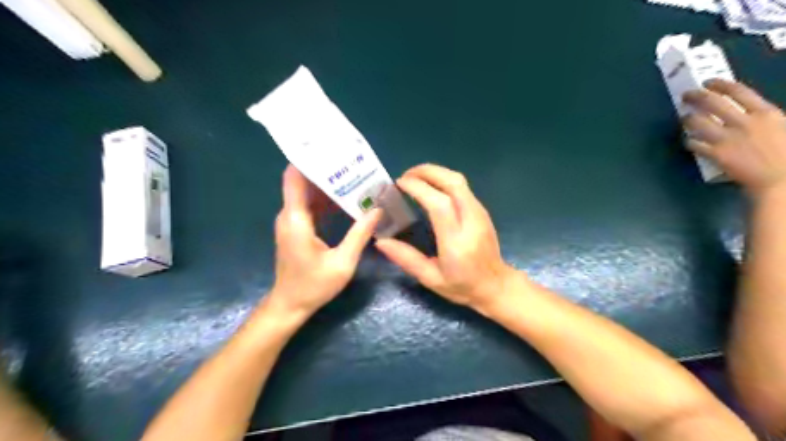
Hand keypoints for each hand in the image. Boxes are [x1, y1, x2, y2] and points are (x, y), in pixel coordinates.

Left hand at [270, 166, 382, 320]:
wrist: (290, 304)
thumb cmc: (314, 286)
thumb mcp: (343, 262)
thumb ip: (360, 234)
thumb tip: (378, 210)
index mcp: (296, 219)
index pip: (294, 178)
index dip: (308, 160)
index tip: (329, 149)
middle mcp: (290, 215)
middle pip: (303, 182)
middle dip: (326, 170)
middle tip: (352, 162)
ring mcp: (292, 221)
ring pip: (308, 193)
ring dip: (328, 185)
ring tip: (354, 176)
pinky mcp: (297, 228)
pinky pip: (311, 206)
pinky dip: (327, 200)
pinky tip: (347, 199)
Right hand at [373, 163, 517, 310]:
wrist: (495, 285)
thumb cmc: (462, 286)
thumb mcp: (430, 278)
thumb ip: (406, 258)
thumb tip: (380, 241)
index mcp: (456, 241)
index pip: (439, 203)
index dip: (418, 188)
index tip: (399, 184)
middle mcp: (471, 221)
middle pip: (453, 182)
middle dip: (427, 171)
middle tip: (405, 176)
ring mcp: (479, 213)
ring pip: (459, 181)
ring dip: (435, 173)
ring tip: (415, 178)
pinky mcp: (482, 210)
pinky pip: (462, 187)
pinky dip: (443, 180)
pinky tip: (431, 187)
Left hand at [682, 78, 785, 195]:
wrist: (782, 180)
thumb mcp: (783, 127)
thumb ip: (766, 117)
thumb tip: (751, 111)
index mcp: (766, 113)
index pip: (738, 91)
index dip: (719, 85)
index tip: (708, 82)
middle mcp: (744, 123)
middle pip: (713, 103)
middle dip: (696, 97)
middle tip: (686, 95)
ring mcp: (728, 139)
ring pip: (699, 123)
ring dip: (688, 118)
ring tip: (684, 117)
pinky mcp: (717, 155)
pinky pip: (695, 144)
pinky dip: (689, 141)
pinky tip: (687, 140)